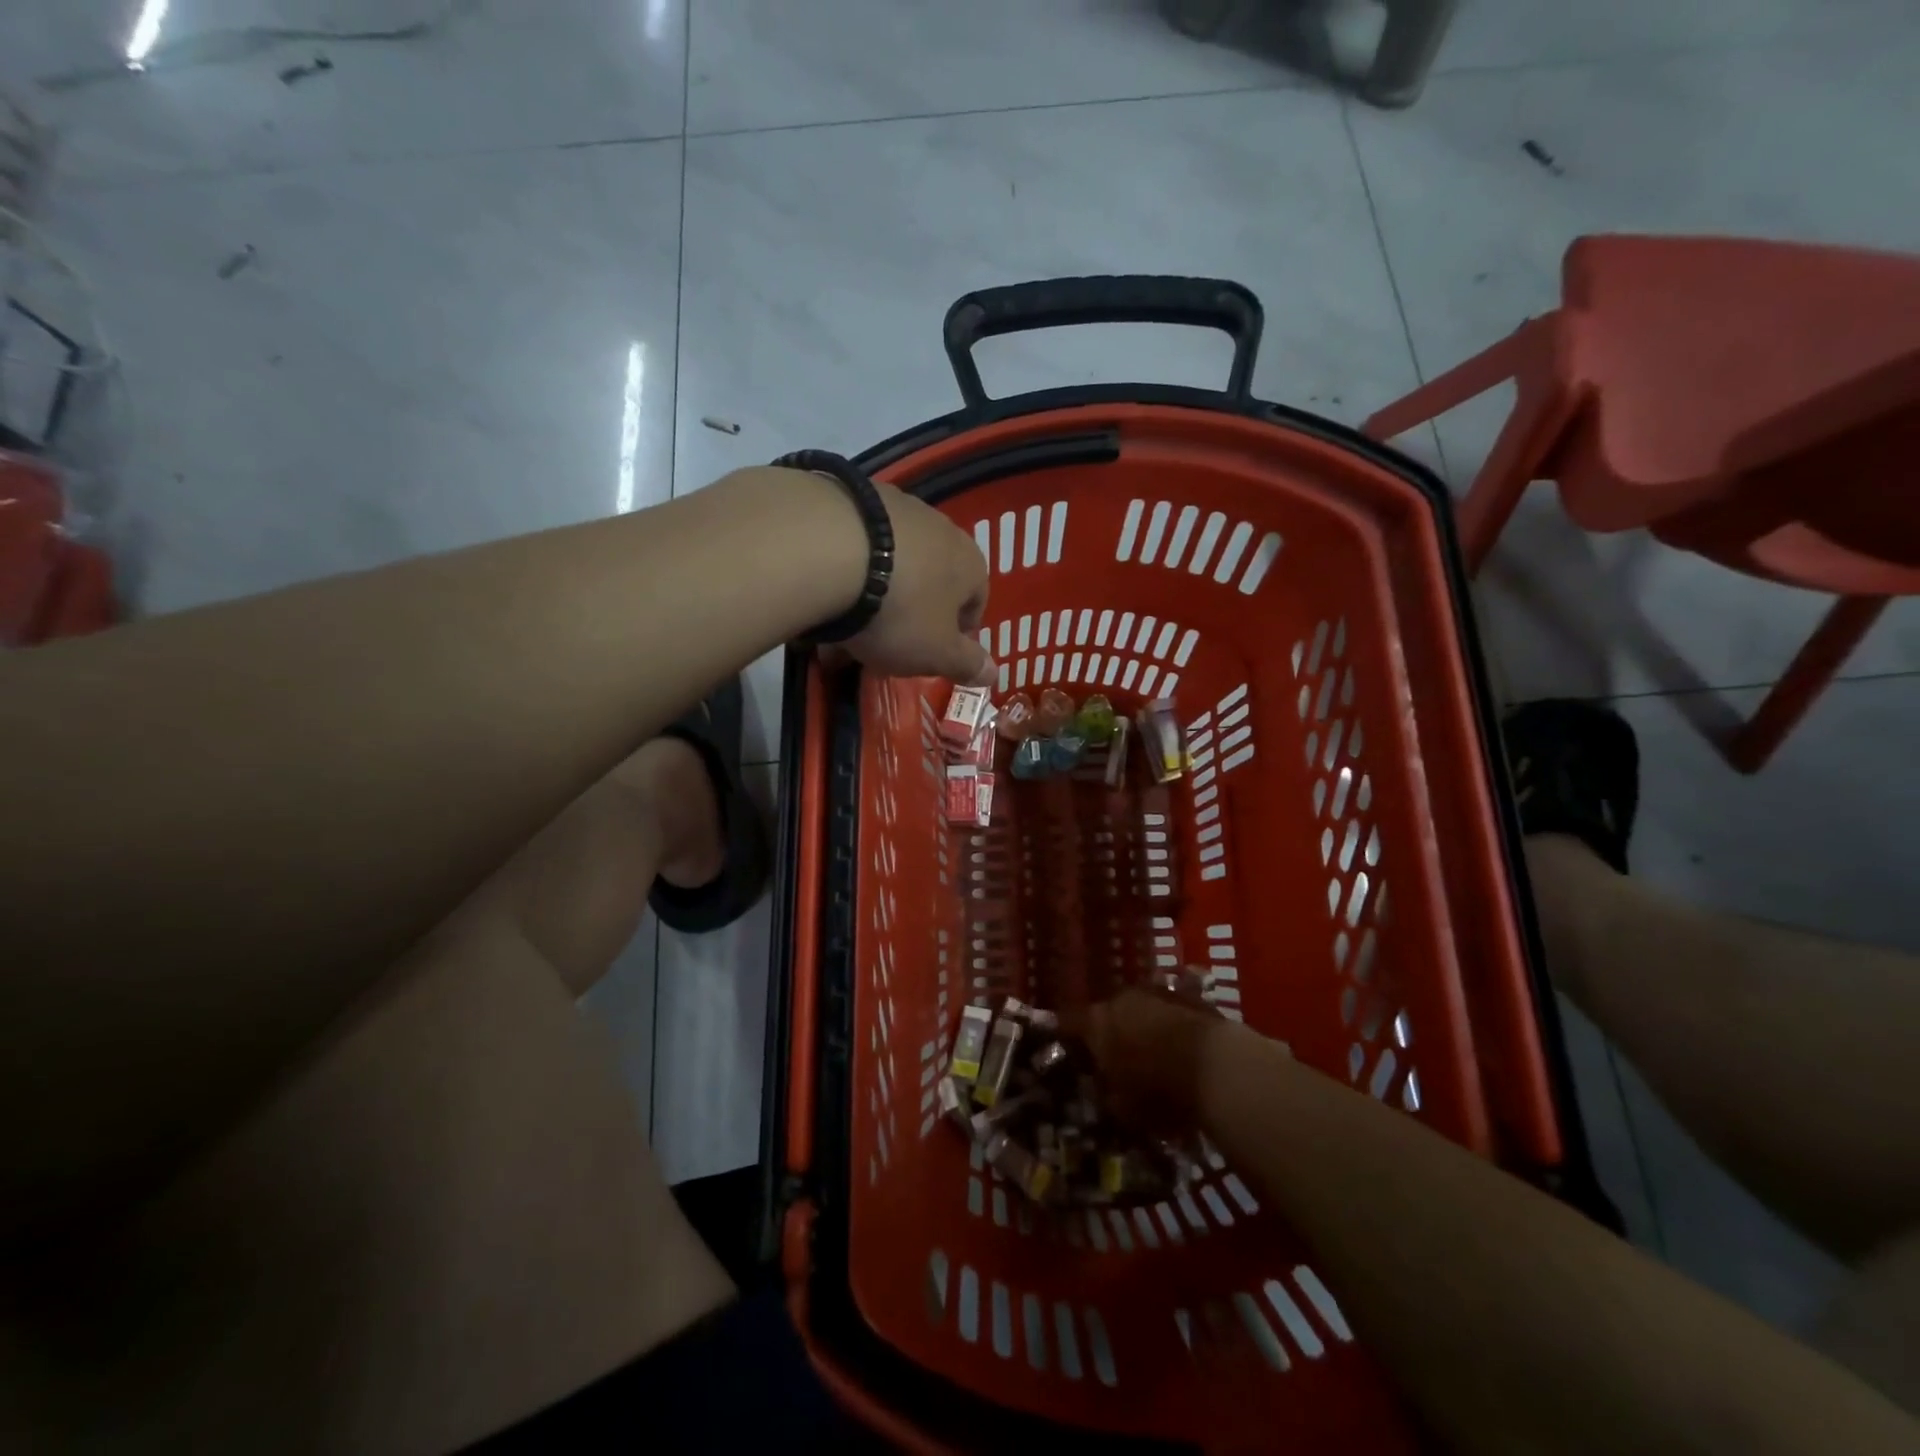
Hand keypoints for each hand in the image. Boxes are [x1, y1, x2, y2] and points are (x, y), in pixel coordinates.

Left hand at [844, 481, 993, 684]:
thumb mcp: (937, 652)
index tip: (933, 655)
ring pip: (891, 565)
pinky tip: (821, 597)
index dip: (957, 632)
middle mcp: (939, 528)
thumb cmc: (899, 611)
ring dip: (875, 595)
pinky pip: (856, 548)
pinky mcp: (852, 500)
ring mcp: (895, 509)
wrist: (827, 549)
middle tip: (885, 646)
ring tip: (843, 629)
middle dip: (911, 615)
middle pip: (930, 581)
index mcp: (969, 564)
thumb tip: (994, 674)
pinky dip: (845, 573)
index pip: (976, 601)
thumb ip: (967, 664)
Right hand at [1065, 989, 1224, 1133]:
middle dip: (1108, 1032)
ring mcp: (1156, 992)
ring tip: (1150, 1052)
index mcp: (1096, 1022)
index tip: (1063, 1047)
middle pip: (1106, 1013)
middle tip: (1114, 1056)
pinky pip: (1168, 1012)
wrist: (1217, 1065)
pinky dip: (1168, 1027)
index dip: (1064, 1035)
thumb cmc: (1158, 1090)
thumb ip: (1107, 1095)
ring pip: (1139, 1009)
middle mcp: (1121, 999)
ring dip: (1141, 1026)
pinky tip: (1179, 1049)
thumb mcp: (1123, 1108)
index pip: (1067, 1023)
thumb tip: (1104, 1090)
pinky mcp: (1189, 996)